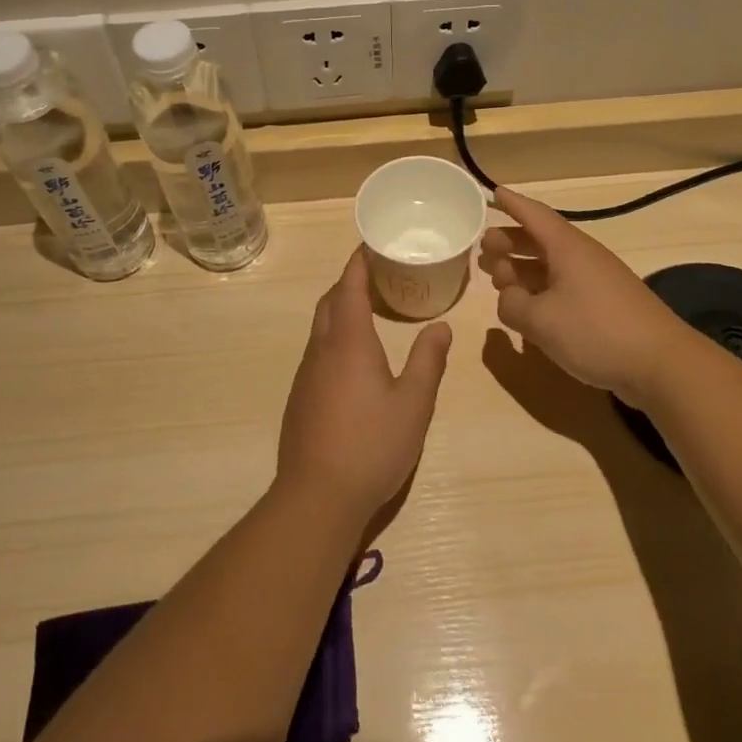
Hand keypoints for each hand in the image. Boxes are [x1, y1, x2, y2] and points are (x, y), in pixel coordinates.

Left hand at [274, 250, 451, 534]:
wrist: (317, 496)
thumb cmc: (372, 445)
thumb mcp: (414, 403)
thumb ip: (428, 361)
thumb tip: (441, 325)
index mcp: (349, 342)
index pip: (349, 287)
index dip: (358, 262)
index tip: (370, 245)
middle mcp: (321, 350)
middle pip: (329, 302)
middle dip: (348, 283)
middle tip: (376, 277)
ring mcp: (306, 375)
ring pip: (320, 328)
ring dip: (340, 310)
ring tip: (369, 312)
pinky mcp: (300, 398)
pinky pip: (317, 352)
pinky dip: (334, 337)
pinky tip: (353, 360)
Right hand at [478, 187, 690, 405]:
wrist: (661, 364)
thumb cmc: (596, 331)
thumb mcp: (540, 320)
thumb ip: (513, 304)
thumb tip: (509, 297)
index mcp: (567, 248)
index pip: (534, 214)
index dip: (512, 203)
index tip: (492, 193)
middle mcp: (583, 257)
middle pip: (541, 239)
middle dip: (511, 240)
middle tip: (483, 248)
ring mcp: (597, 281)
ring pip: (552, 264)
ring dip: (523, 267)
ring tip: (498, 277)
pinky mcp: (606, 305)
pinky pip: (565, 286)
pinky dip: (541, 289)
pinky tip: (529, 308)